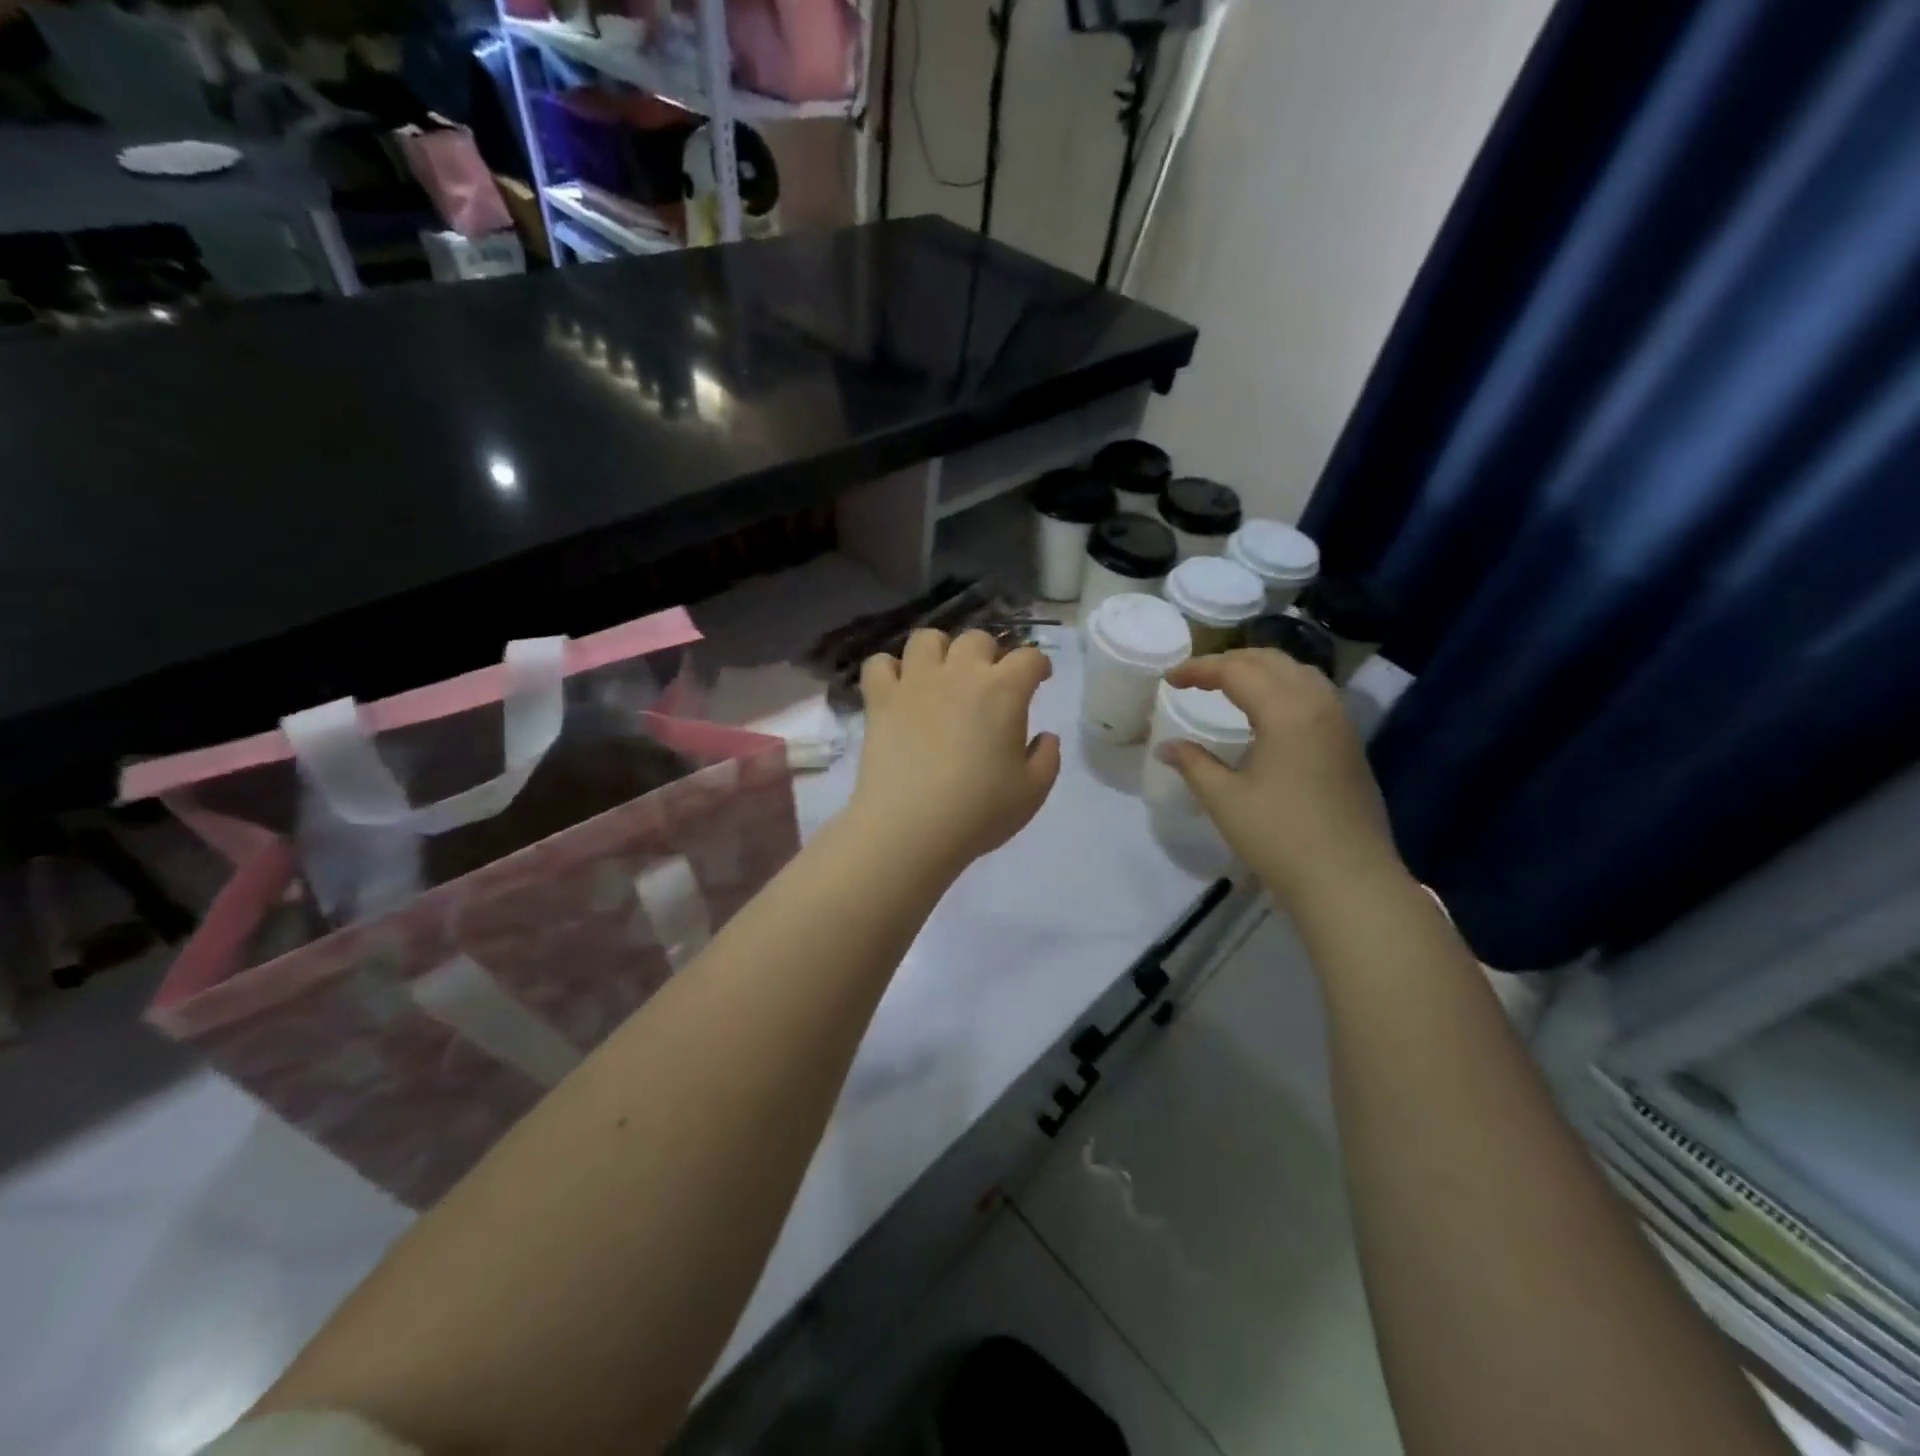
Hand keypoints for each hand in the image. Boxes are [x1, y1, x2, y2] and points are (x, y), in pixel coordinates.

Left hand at [848, 629, 1061, 877]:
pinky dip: (890, 670)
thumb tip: (1045, 737)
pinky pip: (880, 664)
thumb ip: (1047, 758)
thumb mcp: (1032, 792)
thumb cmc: (979, 811)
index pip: (1029, 658)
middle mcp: (959, 674)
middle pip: (977, 639)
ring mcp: (915, 682)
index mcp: (1003, 691)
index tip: (1040, 679)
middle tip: (989, 683)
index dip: (1039, 665)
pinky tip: (898, 689)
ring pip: (927, 639)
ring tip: (941, 676)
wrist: (911, 827)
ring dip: (939, 651)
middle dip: (989, 655)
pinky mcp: (880, 700)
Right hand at [1158, 650, 1403, 906]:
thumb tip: (1166, 747)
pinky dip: (1284, 686)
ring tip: (1229, 686)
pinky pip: (1315, 693)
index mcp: (1286, 711)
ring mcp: (1340, 722)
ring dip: (1260, 669)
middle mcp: (1318, 704)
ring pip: (1299, 672)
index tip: (1169, 680)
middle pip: (1271, 660)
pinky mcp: (1349, 742)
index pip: (1236, 670)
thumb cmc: (1280, 838)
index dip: (1199, 669)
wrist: (1349, 880)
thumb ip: (1193, 764)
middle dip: (1229, 661)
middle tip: (1196, 678)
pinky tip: (1268, 711)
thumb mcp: (1225, 800)